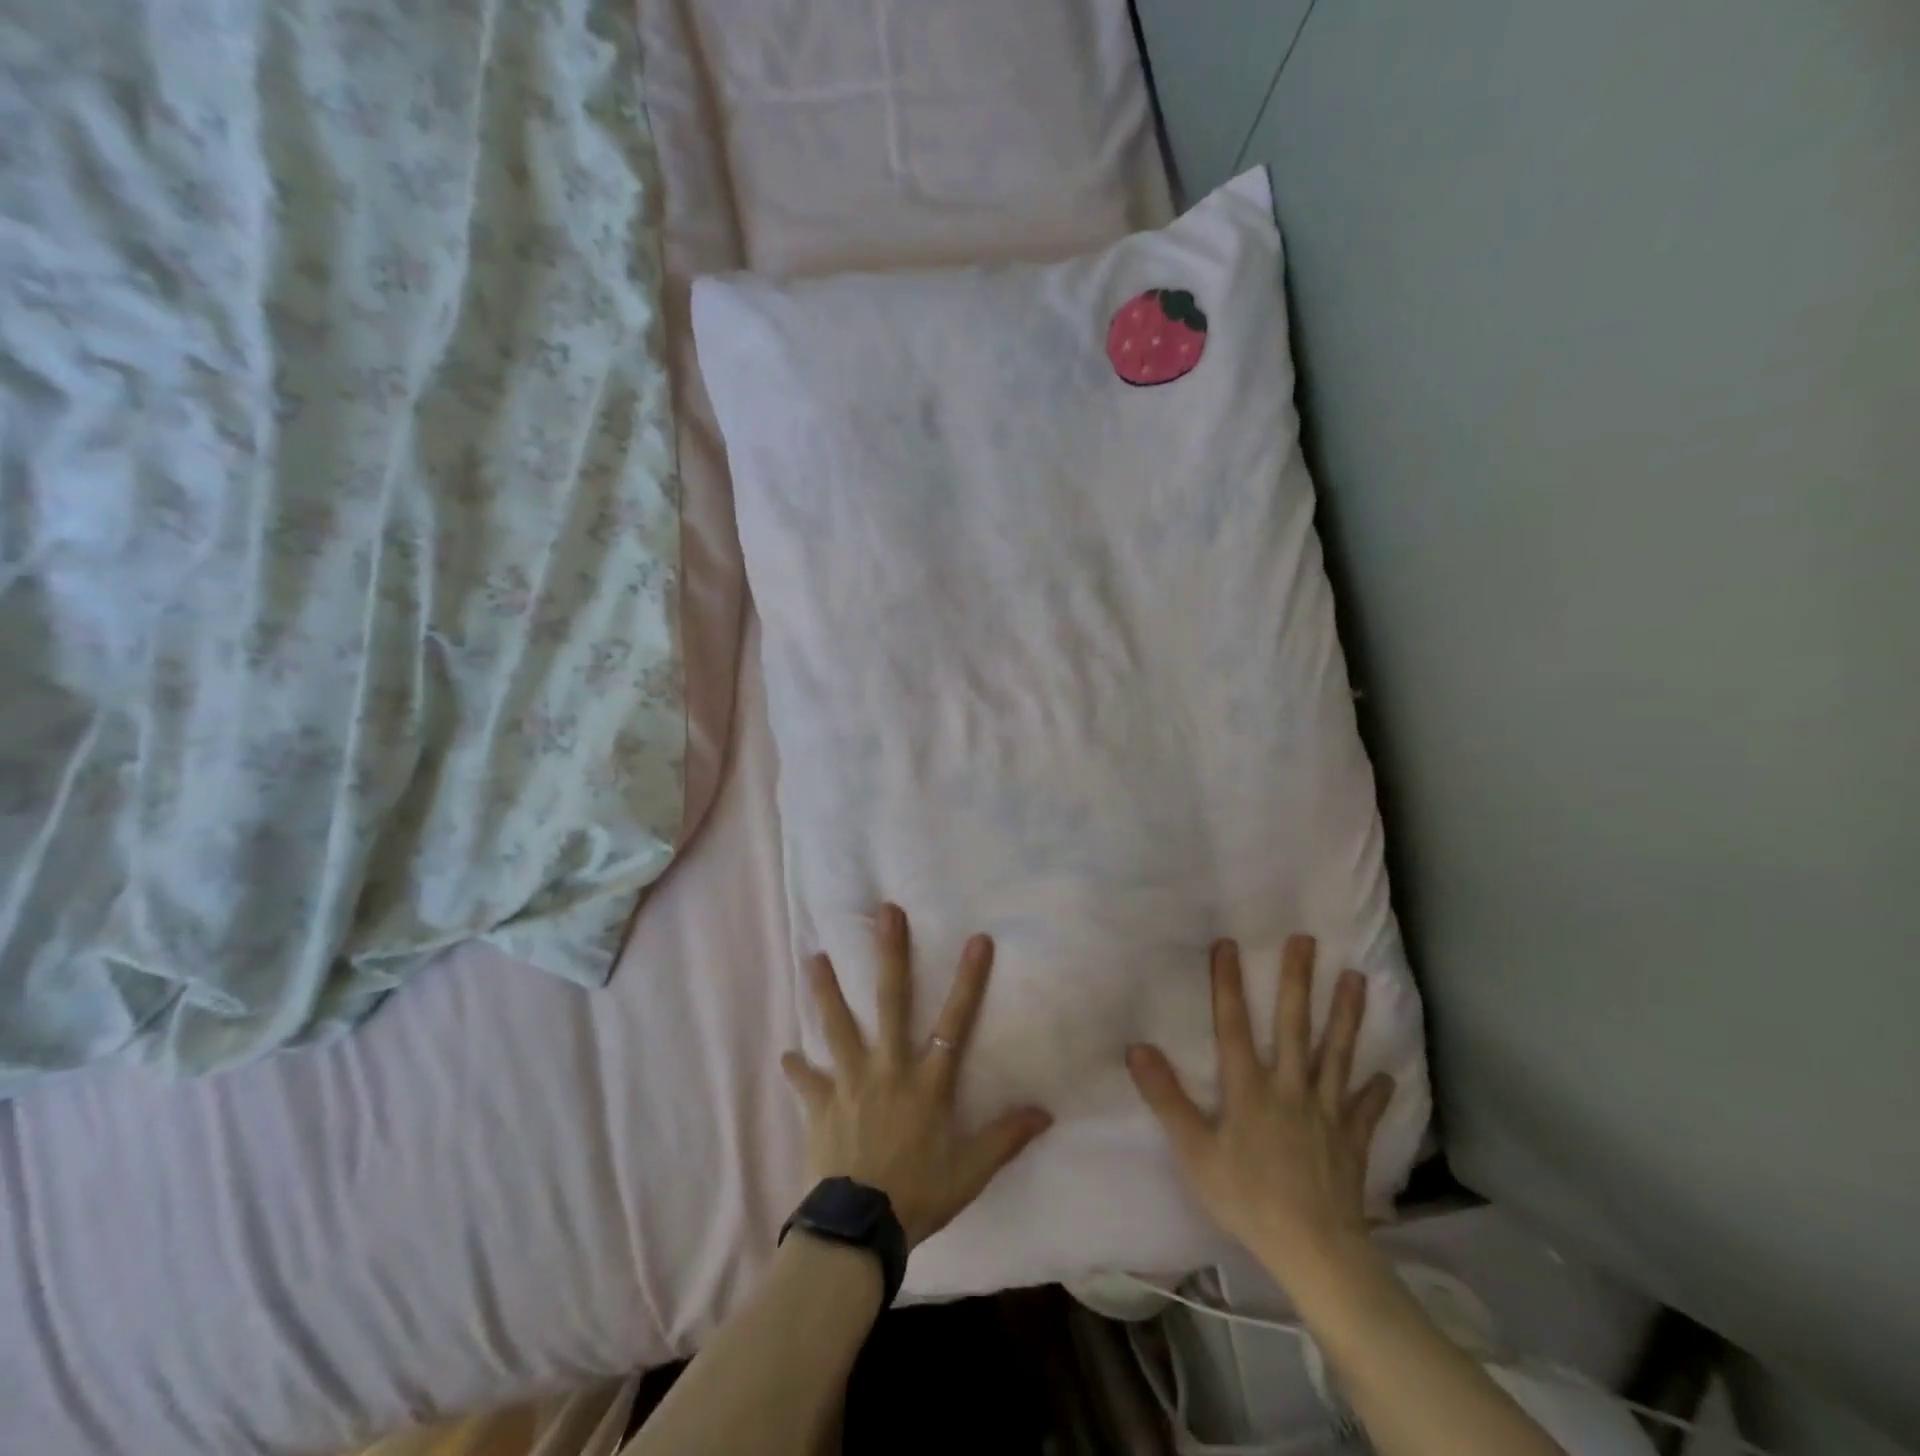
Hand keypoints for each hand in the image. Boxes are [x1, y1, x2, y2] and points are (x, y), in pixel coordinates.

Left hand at [781, 904, 1052, 1248]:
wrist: (857, 1230)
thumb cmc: (918, 1196)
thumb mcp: (969, 1172)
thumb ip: (1005, 1138)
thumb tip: (1046, 1113)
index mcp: (926, 1082)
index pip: (956, 1022)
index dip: (969, 980)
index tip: (978, 939)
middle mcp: (887, 1068)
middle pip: (890, 1001)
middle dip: (890, 954)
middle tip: (885, 913)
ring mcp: (848, 1082)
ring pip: (837, 1025)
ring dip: (826, 990)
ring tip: (813, 957)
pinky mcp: (819, 1105)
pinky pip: (805, 1081)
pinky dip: (797, 1069)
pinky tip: (786, 1056)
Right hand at [1127, 936, 1395, 1288]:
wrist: (1316, 1251)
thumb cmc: (1247, 1198)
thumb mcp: (1194, 1151)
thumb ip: (1167, 1099)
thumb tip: (1137, 1048)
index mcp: (1250, 1089)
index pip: (1234, 1025)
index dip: (1228, 983)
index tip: (1228, 943)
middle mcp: (1290, 1088)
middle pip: (1295, 1026)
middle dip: (1298, 981)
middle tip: (1307, 940)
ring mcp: (1326, 1112)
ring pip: (1337, 1054)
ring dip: (1346, 1015)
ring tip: (1356, 979)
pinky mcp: (1351, 1140)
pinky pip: (1365, 1110)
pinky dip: (1375, 1092)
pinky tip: (1385, 1076)